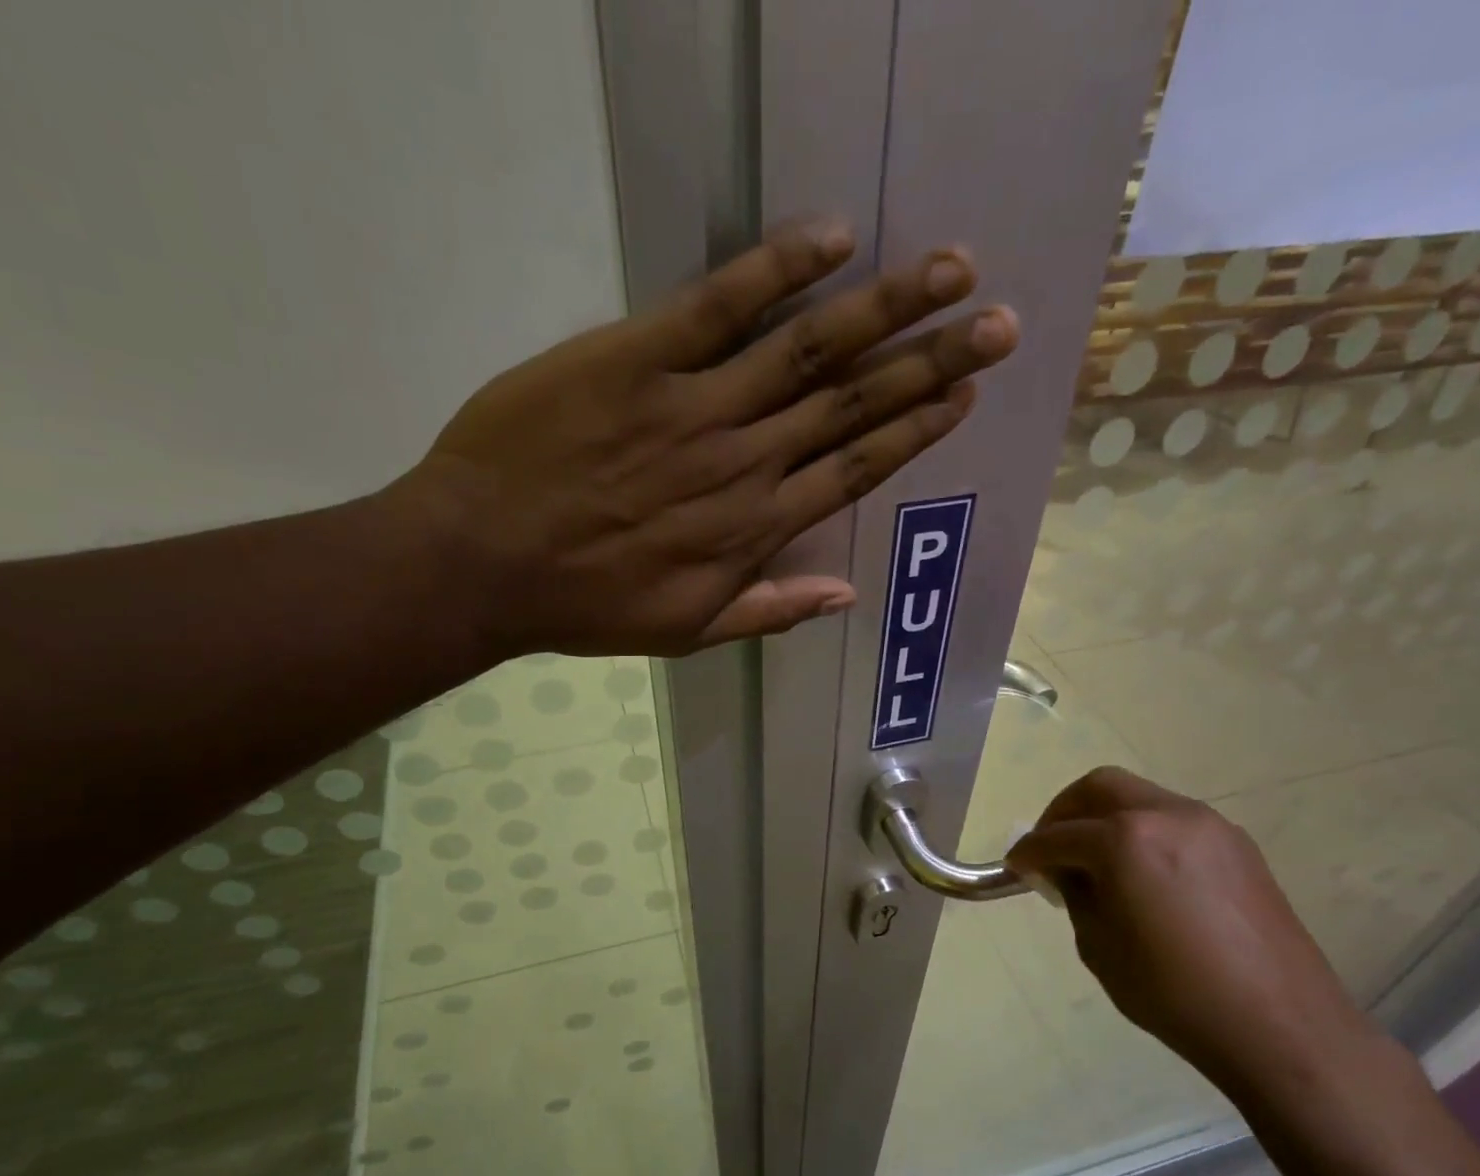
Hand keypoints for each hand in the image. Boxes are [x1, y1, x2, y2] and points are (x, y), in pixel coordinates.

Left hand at [390, 219, 1018, 657]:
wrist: (483, 562)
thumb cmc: (585, 604)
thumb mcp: (685, 631)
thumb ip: (769, 611)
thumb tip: (845, 594)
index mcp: (753, 529)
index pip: (854, 470)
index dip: (915, 430)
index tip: (964, 395)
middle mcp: (743, 463)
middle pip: (851, 405)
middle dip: (931, 361)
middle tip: (996, 322)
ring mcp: (693, 407)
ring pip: (807, 351)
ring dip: (885, 310)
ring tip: (950, 271)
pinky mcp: (635, 359)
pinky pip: (718, 306)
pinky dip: (777, 270)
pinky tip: (832, 238)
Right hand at [1005, 767, 1376, 1091]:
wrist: (1280, 1025)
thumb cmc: (1174, 992)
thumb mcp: (1099, 945)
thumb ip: (1076, 895)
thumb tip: (1068, 872)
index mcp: (1125, 840)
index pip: (1059, 835)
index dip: (1029, 852)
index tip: (1015, 867)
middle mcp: (1167, 815)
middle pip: (1100, 788)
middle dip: (1065, 812)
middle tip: (1052, 848)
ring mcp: (1209, 825)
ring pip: (1141, 798)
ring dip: (1107, 819)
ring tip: (1098, 863)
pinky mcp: (1238, 845)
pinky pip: (1174, 821)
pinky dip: (1144, 833)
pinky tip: (1143, 875)